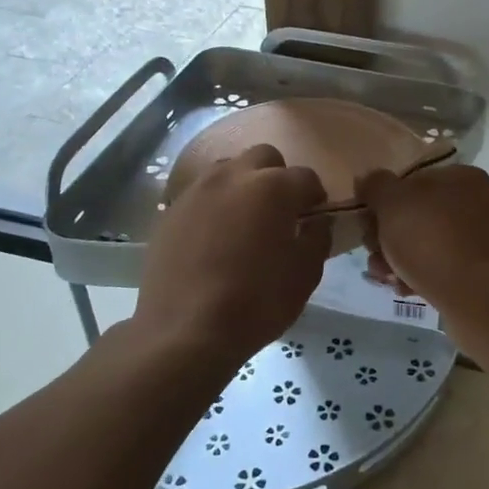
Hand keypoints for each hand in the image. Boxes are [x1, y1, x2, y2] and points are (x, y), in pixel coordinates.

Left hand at [135, 145, 331, 363]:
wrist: (185, 331)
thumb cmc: (256, 302)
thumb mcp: (305, 275)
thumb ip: (317, 239)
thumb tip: (317, 222)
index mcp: (273, 187)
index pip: (305, 177)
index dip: (315, 195)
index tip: (315, 215)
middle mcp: (233, 176)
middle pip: (263, 157)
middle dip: (277, 176)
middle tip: (280, 211)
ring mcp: (197, 191)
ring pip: (228, 169)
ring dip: (243, 185)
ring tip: (244, 220)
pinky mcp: (171, 211)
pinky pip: (201, 194)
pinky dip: (214, 205)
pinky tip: (214, 237)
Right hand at [357, 164, 488, 316]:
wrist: (477, 297)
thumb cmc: (432, 240)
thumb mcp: (392, 203)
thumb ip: (376, 186)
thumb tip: (369, 180)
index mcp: (463, 177)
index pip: (414, 181)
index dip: (385, 201)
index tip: (368, 223)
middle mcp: (479, 203)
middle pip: (419, 215)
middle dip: (389, 236)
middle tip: (373, 254)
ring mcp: (484, 239)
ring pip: (428, 244)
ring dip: (399, 259)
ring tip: (385, 277)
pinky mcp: (484, 271)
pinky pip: (444, 267)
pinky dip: (421, 275)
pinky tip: (405, 288)